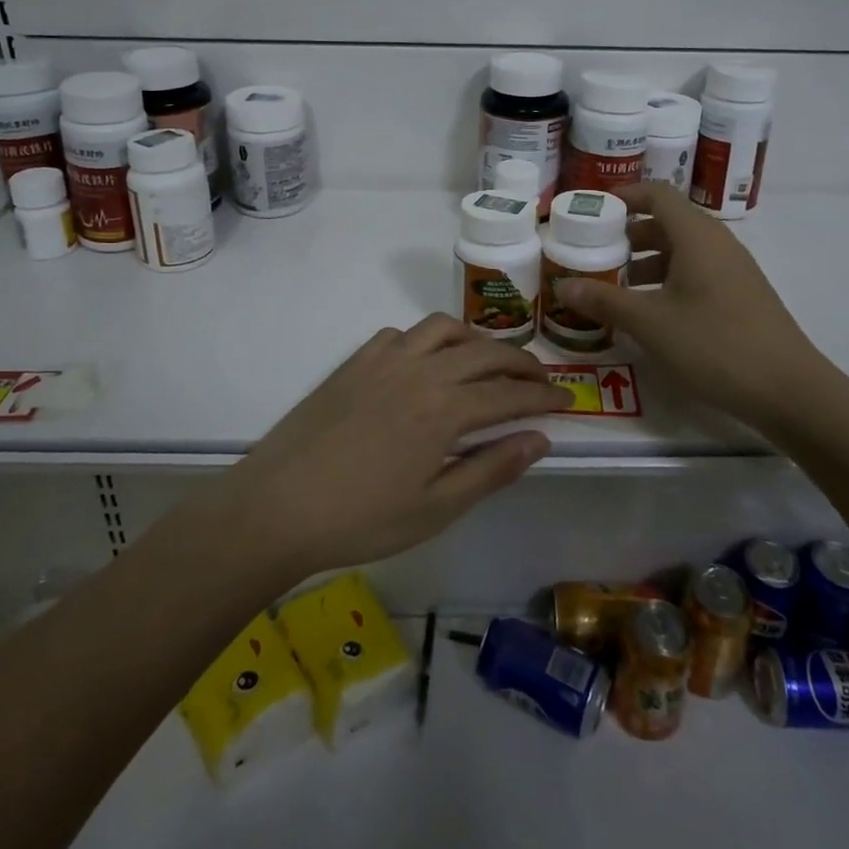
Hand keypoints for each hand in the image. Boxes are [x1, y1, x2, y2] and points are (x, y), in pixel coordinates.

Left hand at [212, 314, 572, 579]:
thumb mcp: (436, 508)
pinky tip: (426, 363)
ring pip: (445, 329)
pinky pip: (402, 334)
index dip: (544, 396)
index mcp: (445, 410)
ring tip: (488, 361)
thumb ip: (491, 469)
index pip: (510, 394)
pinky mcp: (356, 361)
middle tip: (540, 379)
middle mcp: (421, 371)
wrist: (279, 506)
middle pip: (485, 352)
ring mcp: (385, 360)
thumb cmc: (362, 519)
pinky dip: (428, 340)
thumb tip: (538, 438)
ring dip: (476, 340)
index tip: (569, 399)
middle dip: (521, 363)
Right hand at [556, 183, 828, 429]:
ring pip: (680, 251)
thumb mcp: (651, 323)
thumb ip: (605, 301)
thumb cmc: (715, 345)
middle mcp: (716, 243)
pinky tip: (649, 313)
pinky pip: (695, 273)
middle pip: (666, 222)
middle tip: (593, 254)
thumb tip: (563, 286)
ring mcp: (732, 270)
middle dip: (627, 235)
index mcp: (696, 235)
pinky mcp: (739, 295)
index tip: (591, 212)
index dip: (623, 196)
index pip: (656, 194)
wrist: (790, 391)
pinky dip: (666, 281)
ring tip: (613, 287)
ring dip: (644, 262)